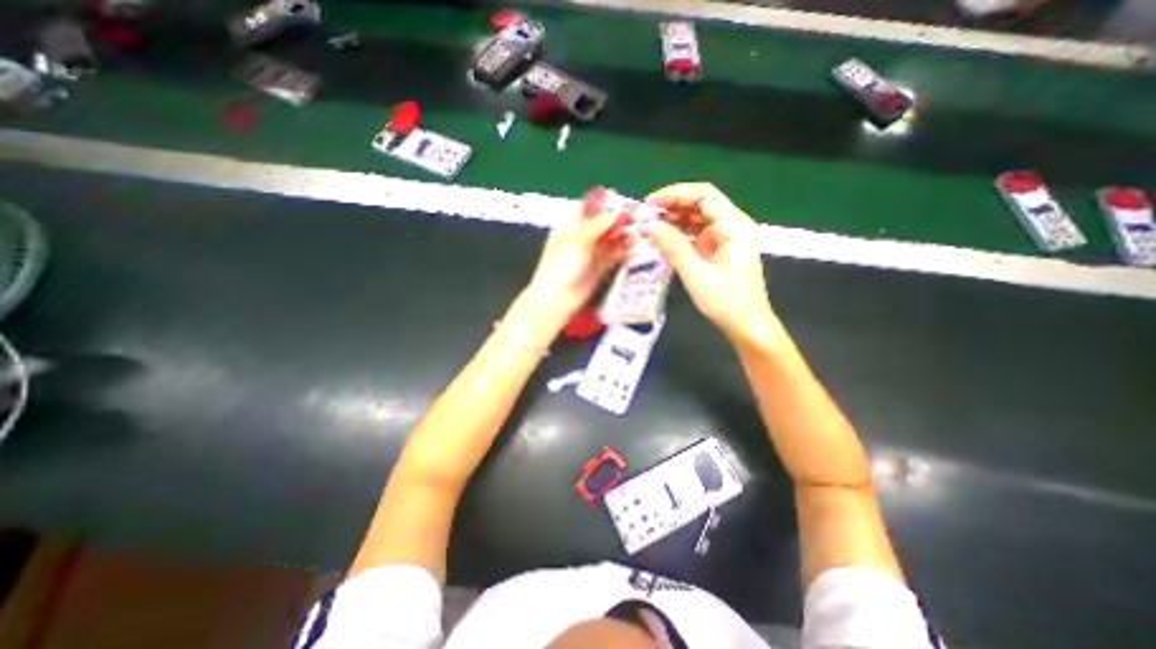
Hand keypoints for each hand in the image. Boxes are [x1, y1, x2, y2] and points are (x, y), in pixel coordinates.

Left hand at [524, 209, 629, 324]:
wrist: (557, 299)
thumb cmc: (561, 266)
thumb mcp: (578, 241)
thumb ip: (598, 225)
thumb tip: (616, 212)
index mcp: (569, 228)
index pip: (589, 212)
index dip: (606, 208)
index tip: (624, 204)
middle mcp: (580, 240)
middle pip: (602, 227)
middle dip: (618, 223)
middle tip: (637, 220)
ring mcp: (590, 255)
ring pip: (609, 242)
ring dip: (622, 238)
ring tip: (638, 234)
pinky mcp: (598, 270)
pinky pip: (613, 258)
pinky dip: (623, 253)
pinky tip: (634, 250)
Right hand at [640, 180, 774, 343]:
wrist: (746, 325)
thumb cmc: (726, 301)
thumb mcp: (697, 275)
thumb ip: (673, 247)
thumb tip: (650, 225)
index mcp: (733, 225)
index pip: (703, 195)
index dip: (675, 194)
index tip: (650, 203)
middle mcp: (730, 224)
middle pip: (698, 204)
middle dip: (671, 207)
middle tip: (644, 216)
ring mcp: (723, 237)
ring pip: (695, 218)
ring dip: (673, 220)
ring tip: (649, 227)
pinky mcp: (716, 248)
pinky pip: (695, 233)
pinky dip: (678, 234)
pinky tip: (661, 238)